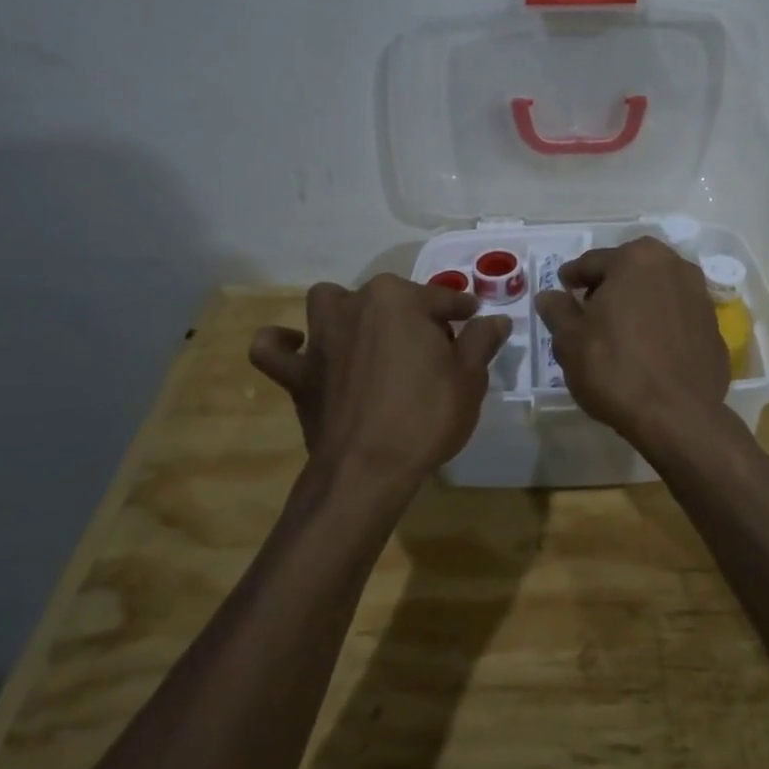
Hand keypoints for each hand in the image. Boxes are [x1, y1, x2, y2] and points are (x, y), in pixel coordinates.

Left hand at [248, 275, 510, 496]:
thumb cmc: (426, 416)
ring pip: (330, 304)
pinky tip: (297, 346)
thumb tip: (495, 319)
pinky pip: (273, 349)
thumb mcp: (469, 378)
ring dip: (346, 312)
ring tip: (367, 336)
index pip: (441, 298)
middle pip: (389, 298)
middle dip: (410, 315)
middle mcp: (356, 305)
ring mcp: (320, 337)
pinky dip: (282, 344)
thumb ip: (481, 340)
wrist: (368, 469)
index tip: (473, 319)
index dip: (462, 311)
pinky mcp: (297, 372)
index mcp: (399, 299)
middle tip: (431, 349)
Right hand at [534, 237, 730, 448]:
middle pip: (630, 271)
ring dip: (637, 303)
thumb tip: (549, 296)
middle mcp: (674, 266)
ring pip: (657, 291)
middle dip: (609, 286)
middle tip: (588, 309)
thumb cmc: (615, 368)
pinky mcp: (715, 327)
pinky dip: (661, 324)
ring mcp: (700, 296)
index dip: (572, 277)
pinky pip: (677, 317)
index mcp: (636, 259)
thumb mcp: (570, 340)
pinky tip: (648, 349)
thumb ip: (558, 311)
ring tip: (619, 330)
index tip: (562, 288)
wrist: (677, 416)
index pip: (593, 262)